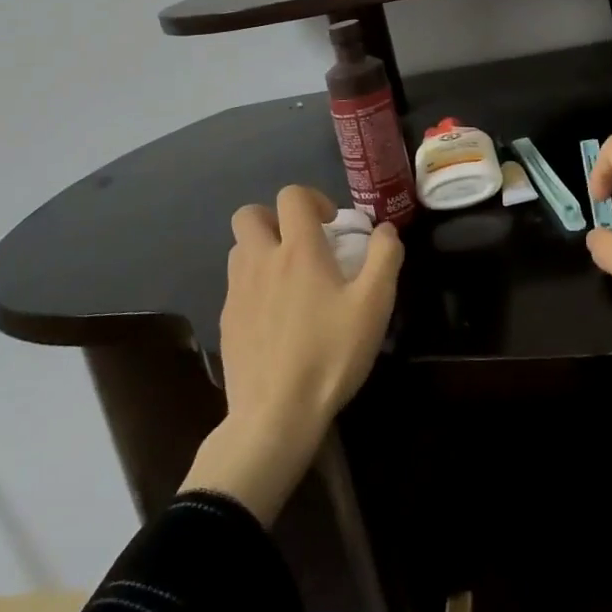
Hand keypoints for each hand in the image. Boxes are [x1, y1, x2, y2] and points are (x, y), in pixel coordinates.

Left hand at [179, 187, 401, 523]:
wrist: (275, 415)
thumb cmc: (329, 354)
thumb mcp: (374, 305)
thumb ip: (384, 258)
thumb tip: (385, 230)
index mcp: (298, 250)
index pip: (292, 196)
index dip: (313, 199)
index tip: (331, 224)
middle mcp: (261, 260)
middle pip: (250, 214)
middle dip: (275, 218)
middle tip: (301, 243)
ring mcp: (237, 291)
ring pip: (239, 248)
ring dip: (261, 249)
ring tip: (288, 277)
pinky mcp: (226, 321)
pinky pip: (235, 285)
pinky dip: (253, 285)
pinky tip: (275, 316)